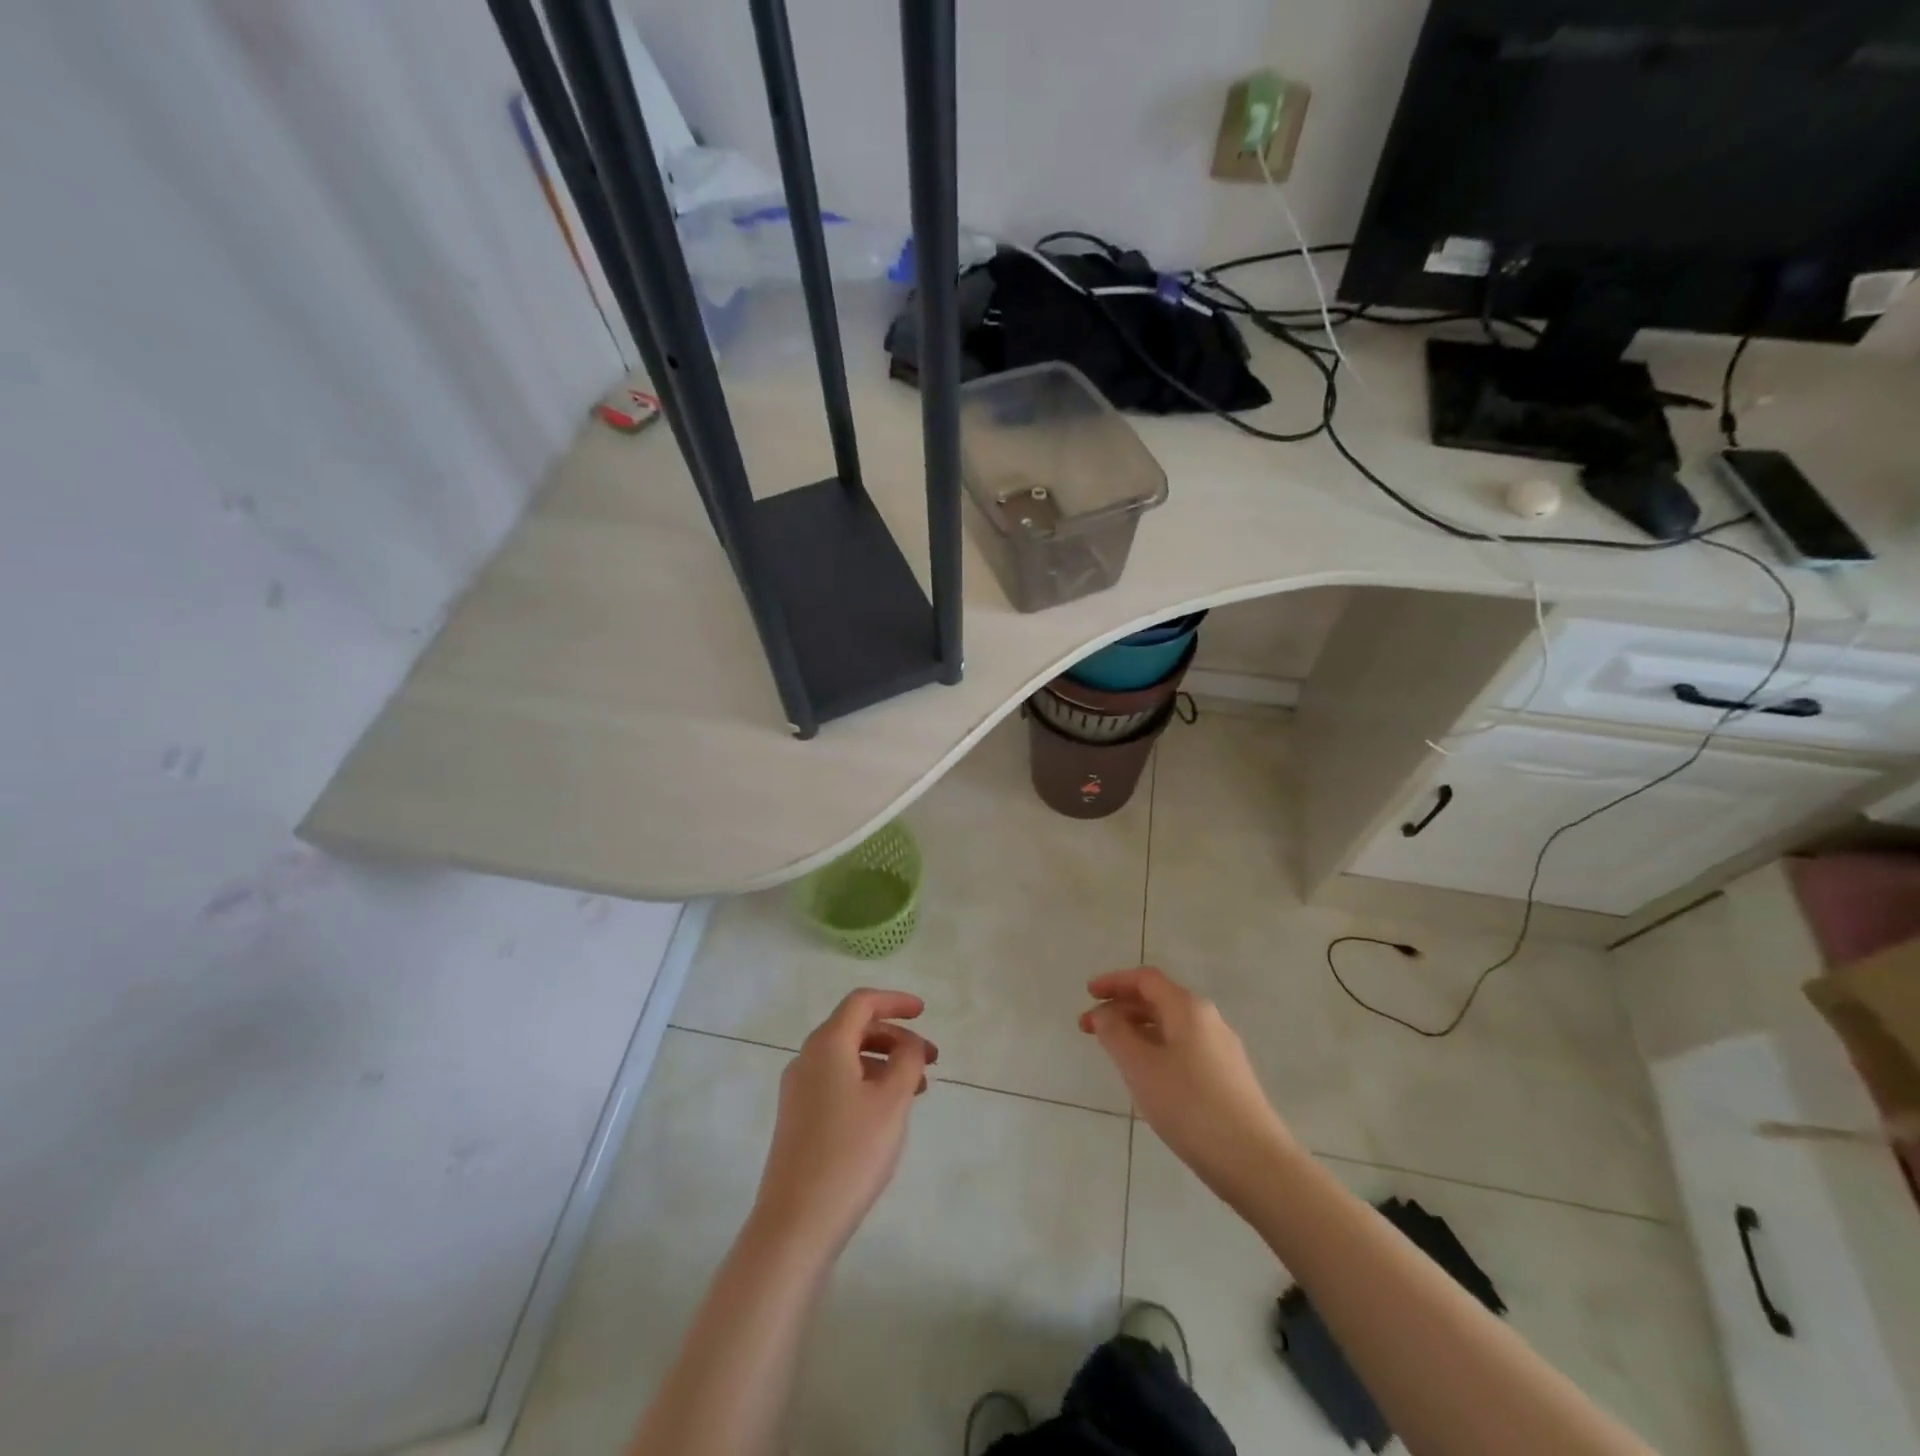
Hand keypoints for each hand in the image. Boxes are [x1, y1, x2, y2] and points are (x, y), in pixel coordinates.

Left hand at [751, 989, 936, 1256]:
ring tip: (917, 1089)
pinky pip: (836, 1081)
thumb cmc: (851, 1153)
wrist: (796, 1223)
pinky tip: (886, 1111)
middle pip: (854, 1028)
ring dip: (883, 1062)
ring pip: (846, 1057)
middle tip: (930, 1059)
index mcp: (827, 1045)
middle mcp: (807, 1058)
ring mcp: (798, 1090)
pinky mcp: (797, 1118)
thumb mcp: (892, 1101)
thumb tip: (910, 1044)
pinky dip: (866, 1082)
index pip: (862, 1003)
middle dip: (895, 1037)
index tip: (924, 1013)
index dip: (895, 1002)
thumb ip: (907, 1061)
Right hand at [1080, 967, 1294, 1206]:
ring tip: (1114, 1053)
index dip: (1113, 982)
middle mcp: (1208, 1019)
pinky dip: (1157, 1048)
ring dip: (1138, 1030)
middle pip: (1158, 999)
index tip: (1087, 994)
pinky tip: (1148, 1076)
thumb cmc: (1189, 1106)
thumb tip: (1104, 1013)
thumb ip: (1115, 1033)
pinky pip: (1184, 1047)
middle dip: (1121, 1008)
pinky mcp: (1229, 1076)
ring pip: (1172, 1025)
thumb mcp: (1140, 1067)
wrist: (1255, 1162)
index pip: (1145, 979)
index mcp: (1187, 1008)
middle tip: (1090, 1028)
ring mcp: (1222, 1048)